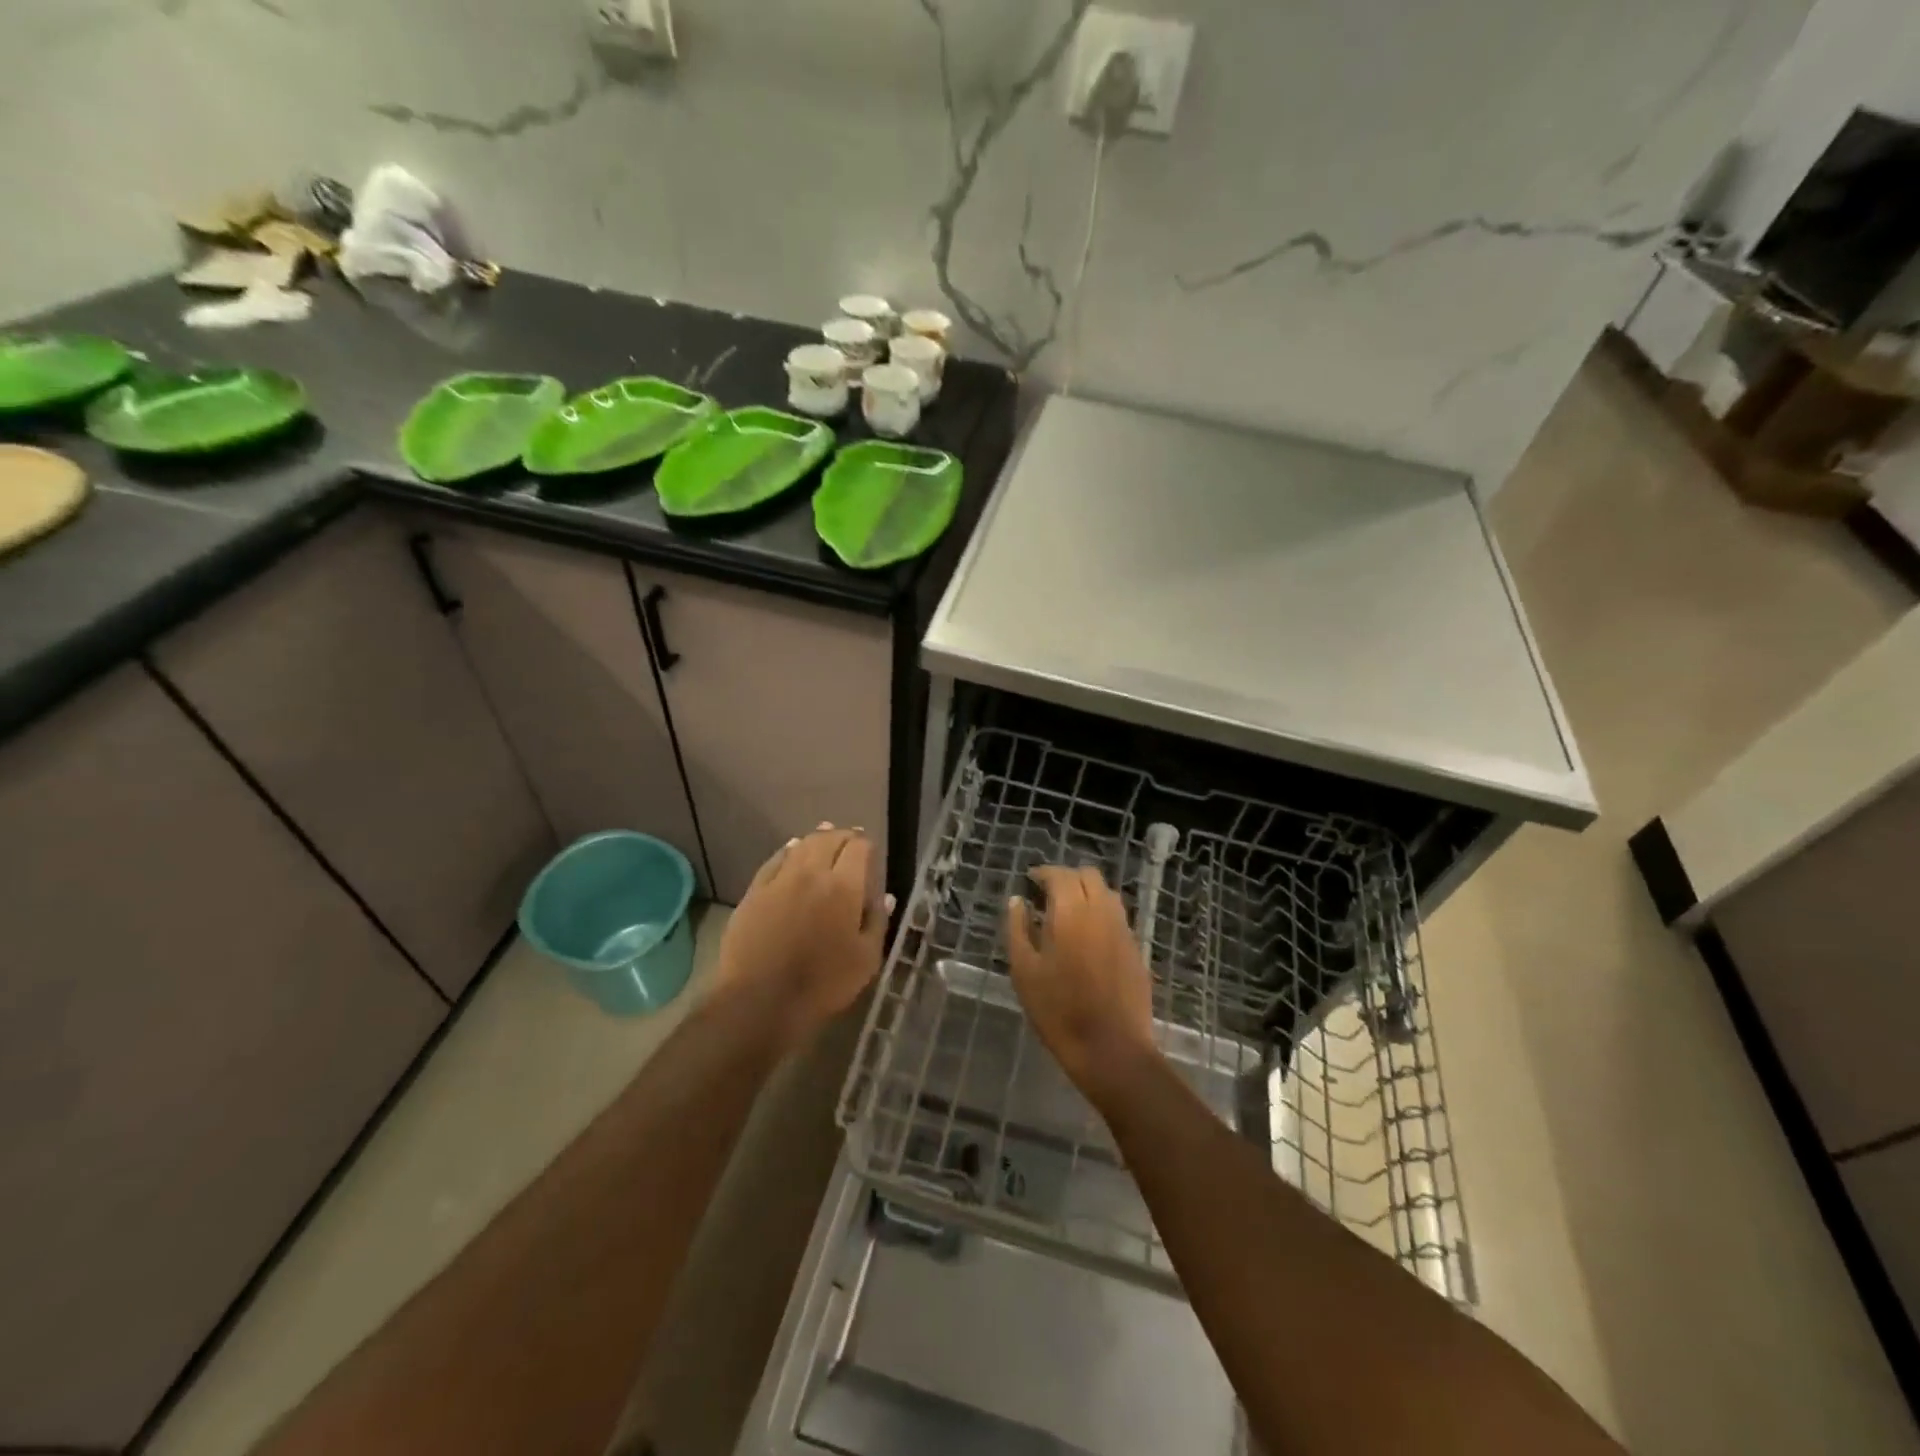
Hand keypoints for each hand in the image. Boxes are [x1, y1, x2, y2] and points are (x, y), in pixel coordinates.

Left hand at [715, 824, 890, 1051]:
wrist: (760, 1001)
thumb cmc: (823, 984)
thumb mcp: (866, 960)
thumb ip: (877, 922)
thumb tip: (885, 896)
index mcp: (844, 887)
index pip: (859, 848)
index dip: (867, 845)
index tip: (871, 852)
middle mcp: (812, 873)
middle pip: (829, 839)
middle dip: (843, 836)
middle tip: (850, 841)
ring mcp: (779, 880)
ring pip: (801, 845)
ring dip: (816, 838)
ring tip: (825, 837)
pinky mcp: (755, 892)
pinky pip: (775, 860)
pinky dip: (788, 851)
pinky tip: (792, 851)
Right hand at [1005, 866, 1158, 1098]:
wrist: (1112, 1049)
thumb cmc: (1058, 1011)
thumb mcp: (1025, 971)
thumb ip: (1018, 929)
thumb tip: (1018, 901)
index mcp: (1072, 912)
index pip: (1060, 874)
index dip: (1043, 873)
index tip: (1029, 882)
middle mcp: (1102, 912)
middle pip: (1089, 876)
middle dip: (1067, 878)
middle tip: (1047, 895)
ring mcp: (1124, 930)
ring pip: (1107, 894)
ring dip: (1087, 893)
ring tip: (1067, 914)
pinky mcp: (1136, 950)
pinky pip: (1117, 917)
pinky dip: (1100, 913)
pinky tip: (1087, 937)